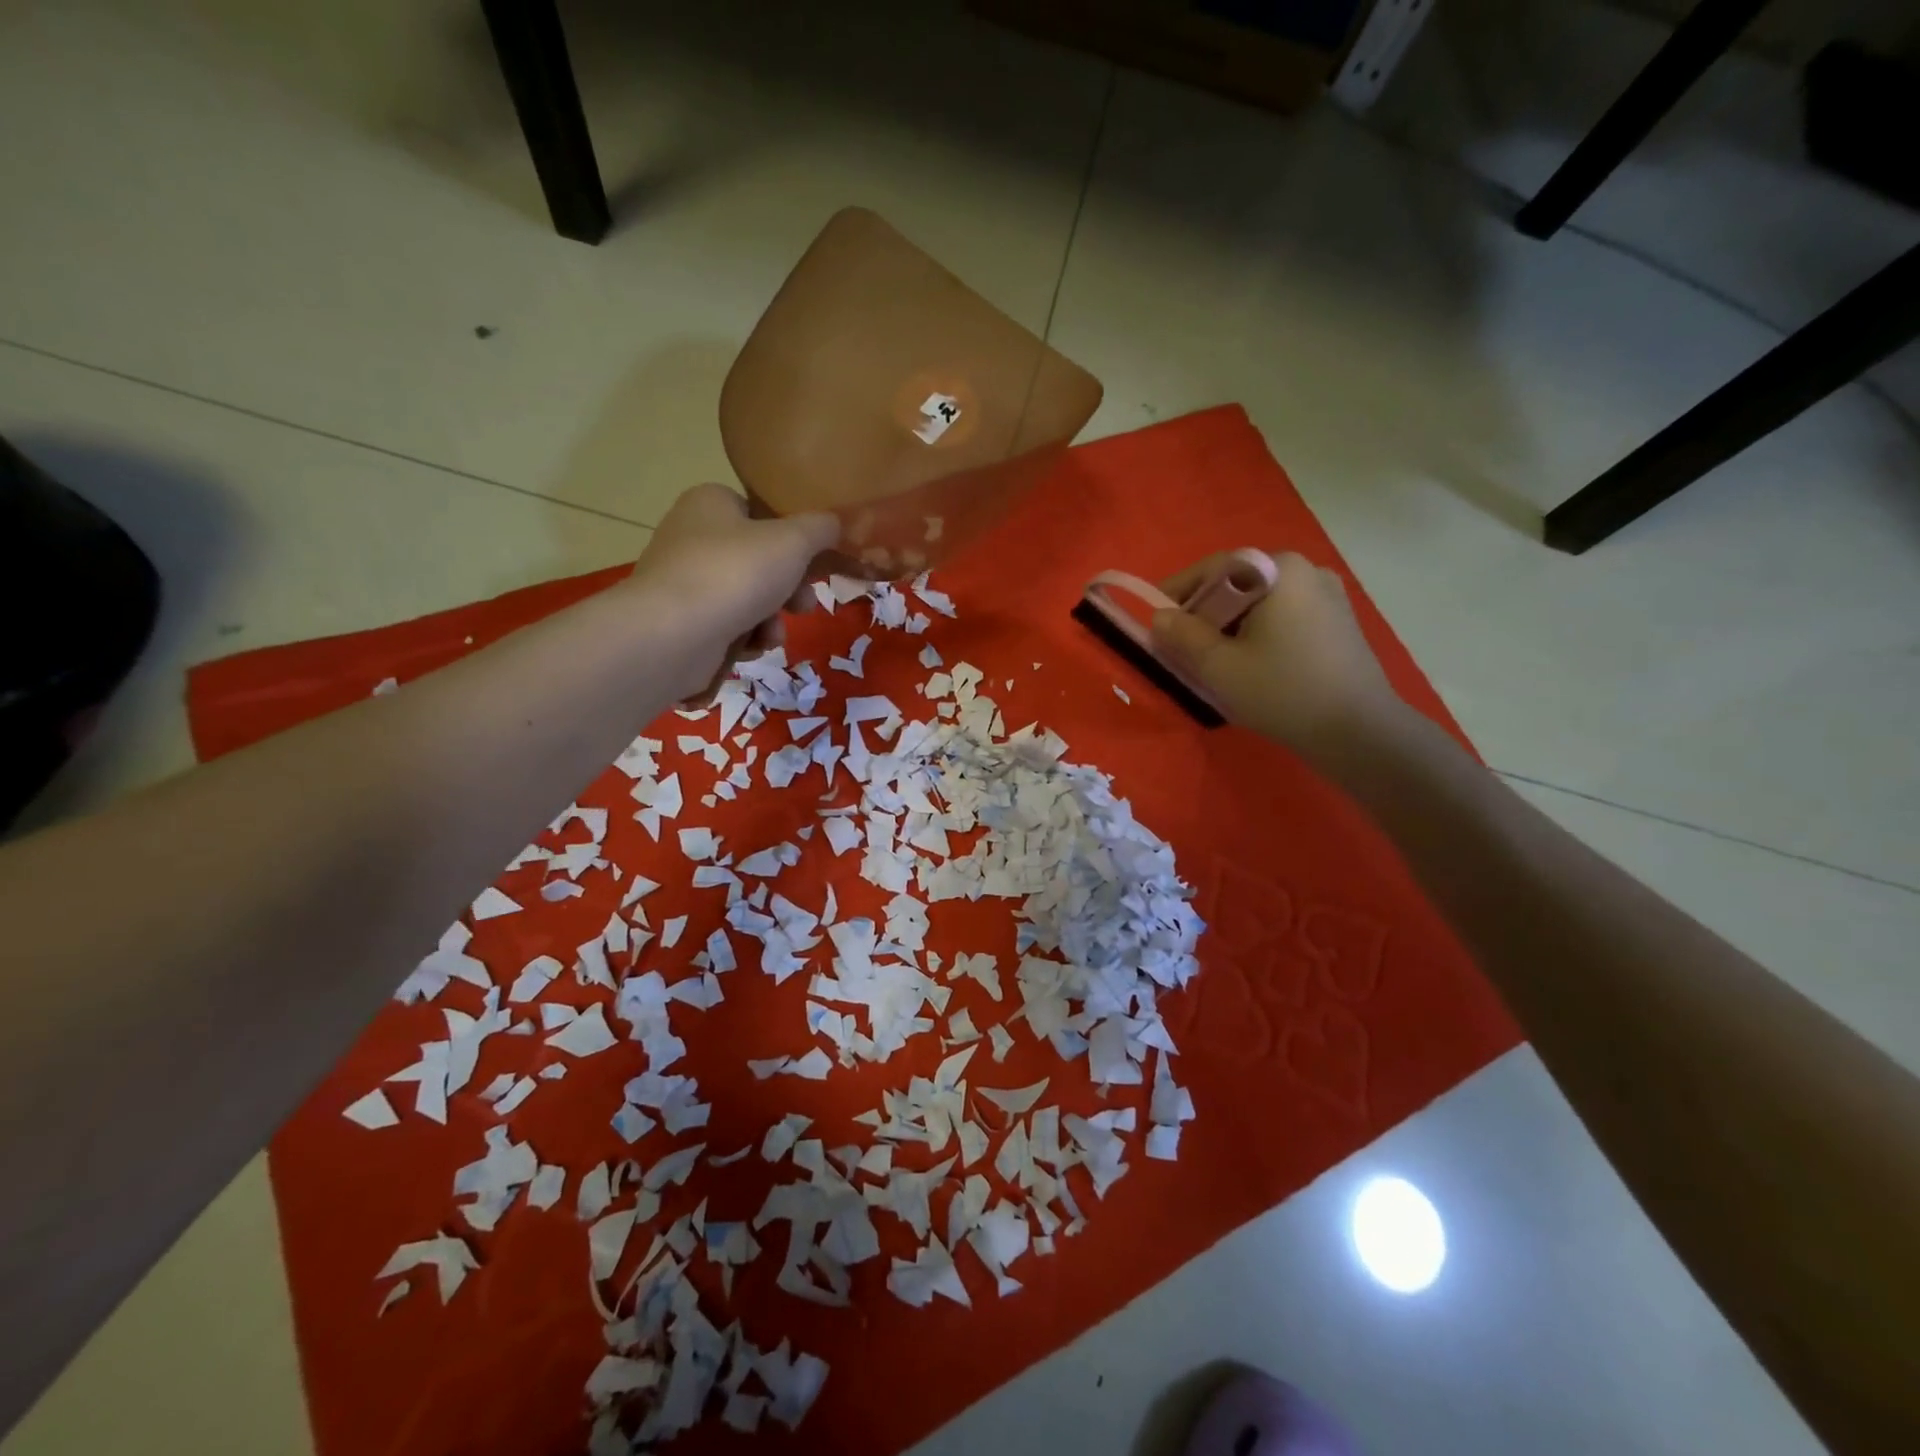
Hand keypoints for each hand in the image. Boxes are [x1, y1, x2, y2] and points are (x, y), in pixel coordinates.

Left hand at [626, 483, 838, 701]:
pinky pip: (726, 625)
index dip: (792, 540)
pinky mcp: (679, 621)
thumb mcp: (794, 542)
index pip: (759, 513)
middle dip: (788, 590)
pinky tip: (749, 648)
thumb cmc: (736, 573)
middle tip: (804, 606)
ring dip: (770, 620)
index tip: (813, 565)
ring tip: (772, 636)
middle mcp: (690, 535)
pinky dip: (744, 638)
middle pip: (758, 561)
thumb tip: (836, 523)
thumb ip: (821, 528)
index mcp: (711, 503)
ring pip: (746, 598)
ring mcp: (682, 581)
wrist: (674, 634)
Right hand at [1150, 551, 1406, 762]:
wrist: (1358, 731)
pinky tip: (1252, 665)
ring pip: (1260, 603)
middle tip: (1182, 647)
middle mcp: (1306, 570)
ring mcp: (1328, 594)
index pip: (1214, 569)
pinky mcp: (1338, 621)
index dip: (1177, 592)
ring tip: (1215, 661)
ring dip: (1230, 626)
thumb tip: (1160, 617)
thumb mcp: (1220, 666)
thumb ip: (1182, 636)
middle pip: (1238, 584)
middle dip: (1205, 614)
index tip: (1155, 620)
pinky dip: (1258, 633)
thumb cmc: (1283, 691)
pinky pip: (1283, 617)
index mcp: (1279, 569)